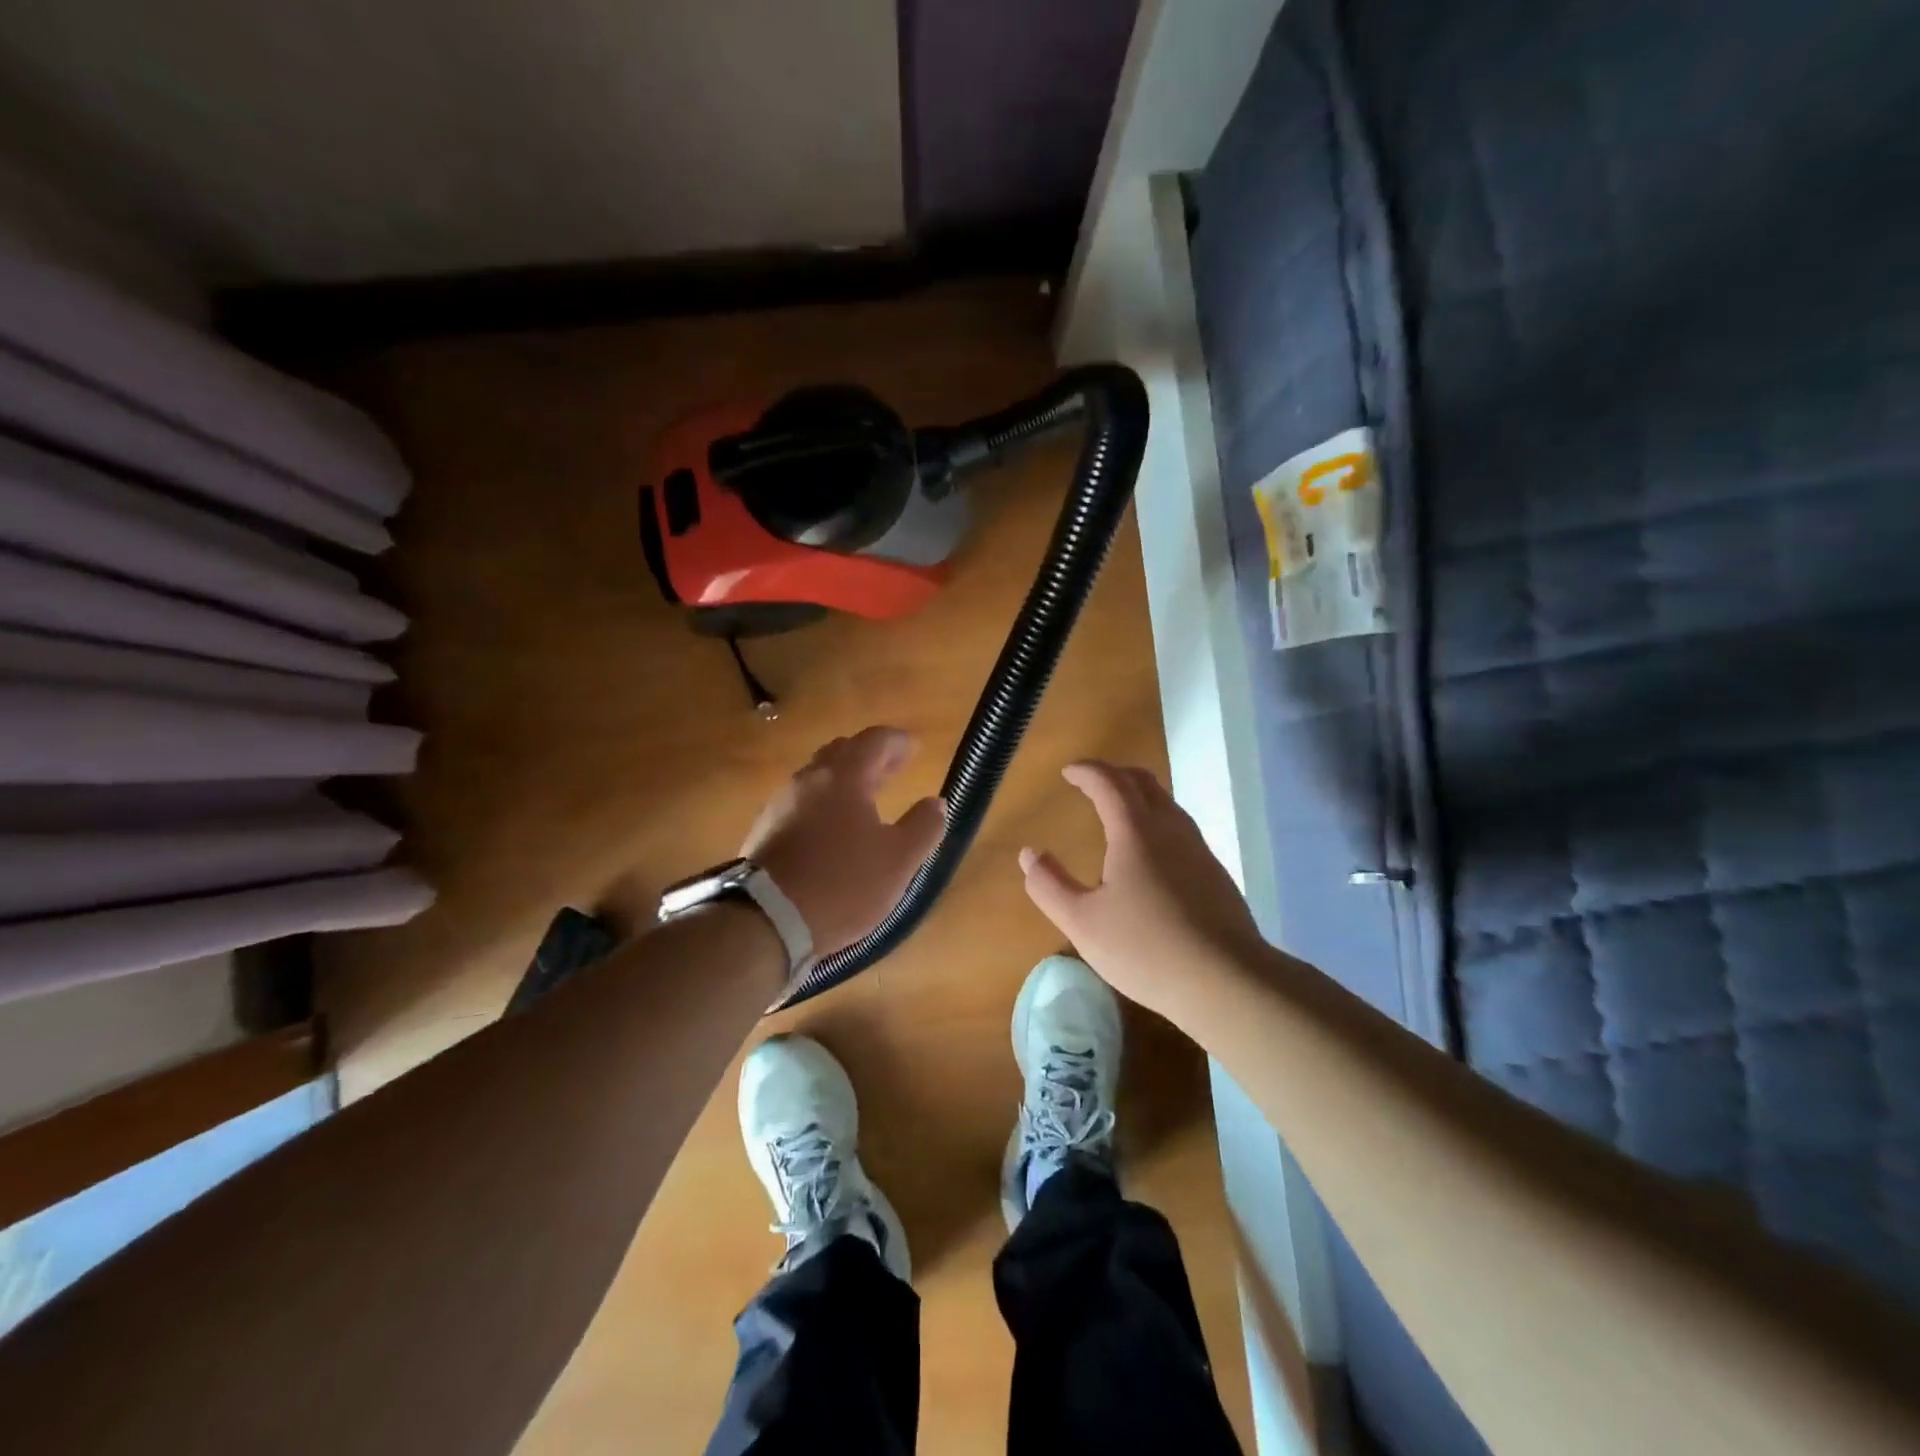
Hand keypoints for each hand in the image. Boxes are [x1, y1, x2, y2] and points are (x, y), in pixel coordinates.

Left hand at [743, 726, 945, 957]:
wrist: (765, 920)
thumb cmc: (842, 884)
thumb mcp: (898, 861)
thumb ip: (923, 827)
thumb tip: (936, 803)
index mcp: (844, 777)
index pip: (874, 740)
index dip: (897, 741)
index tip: (914, 748)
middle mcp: (809, 780)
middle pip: (841, 752)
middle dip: (870, 756)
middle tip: (892, 769)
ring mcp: (781, 803)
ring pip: (817, 777)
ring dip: (845, 779)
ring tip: (865, 799)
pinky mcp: (765, 830)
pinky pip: (801, 803)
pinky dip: (824, 803)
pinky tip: (832, 829)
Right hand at [1020, 761, 1266, 1018]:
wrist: (1227, 981)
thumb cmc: (1146, 949)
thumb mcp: (1082, 923)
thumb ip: (1050, 886)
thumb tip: (1030, 854)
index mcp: (1135, 832)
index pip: (1109, 783)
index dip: (1087, 771)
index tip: (1068, 772)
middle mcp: (1170, 829)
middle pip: (1144, 783)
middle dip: (1114, 774)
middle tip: (1091, 782)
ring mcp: (1199, 850)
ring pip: (1167, 804)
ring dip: (1139, 796)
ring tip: (1118, 812)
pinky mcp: (1215, 874)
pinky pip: (1181, 829)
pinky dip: (1157, 821)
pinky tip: (1150, 854)